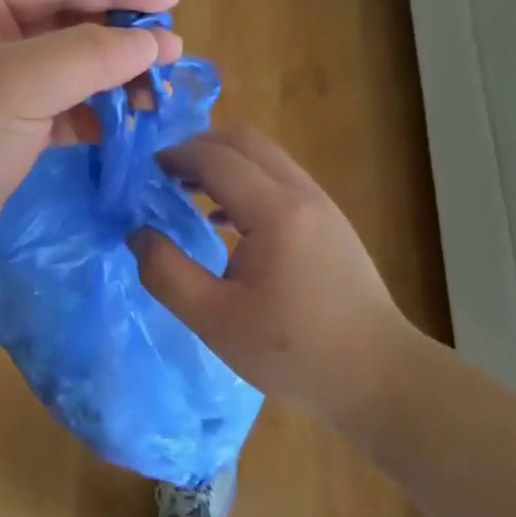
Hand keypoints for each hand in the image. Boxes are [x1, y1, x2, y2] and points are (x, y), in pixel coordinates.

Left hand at [0, 0, 181, 288]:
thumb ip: (87, 55)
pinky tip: (127, 121)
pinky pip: (56, 108)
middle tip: (171, 51)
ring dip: (110, 76)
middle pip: (60, 19)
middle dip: (116, 33)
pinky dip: (92, 112)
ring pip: (62, 67)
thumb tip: (148, 42)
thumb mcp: (15, 88)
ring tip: (158, 91)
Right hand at [131, 124, 418, 424]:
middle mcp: (302, 194)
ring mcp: (321, 205)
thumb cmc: (293, 352)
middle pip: (244, 141)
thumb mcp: (214, 320)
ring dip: (222, 163)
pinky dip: (244, 182)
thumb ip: (166, 273)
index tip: (142, 174)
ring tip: (184, 194)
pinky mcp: (329, 221)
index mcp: (275, 212)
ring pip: (265, 157)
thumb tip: (137, 233)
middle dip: (197, 148)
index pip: (215, 158)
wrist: (378, 376)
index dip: (174, 157)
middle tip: (161, 176)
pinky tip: (222, 222)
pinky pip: (279, 180)